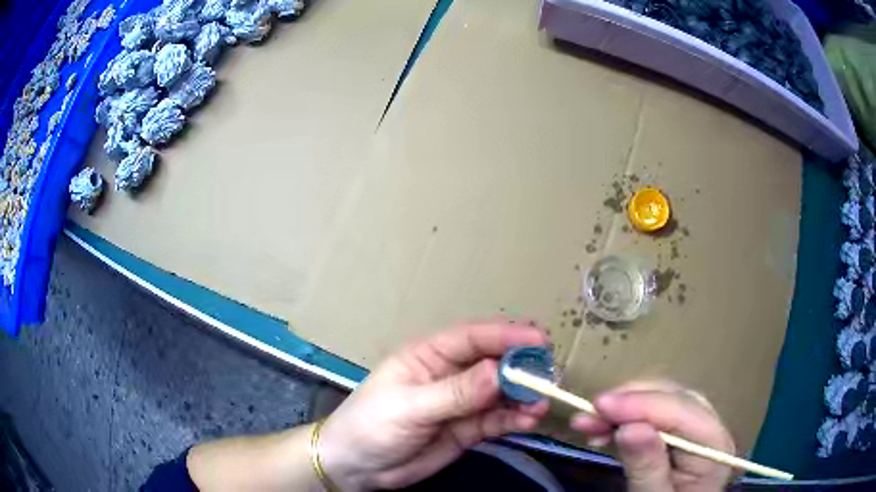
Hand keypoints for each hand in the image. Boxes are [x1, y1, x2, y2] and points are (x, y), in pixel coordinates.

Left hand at [318, 323, 549, 489]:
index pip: (472, 337)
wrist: (357, 467)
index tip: (538, 338)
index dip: (506, 334)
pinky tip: (527, 422)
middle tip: (548, 374)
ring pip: (500, 393)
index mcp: (429, 356)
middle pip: (493, 363)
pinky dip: (514, 419)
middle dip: (521, 366)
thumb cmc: (371, 426)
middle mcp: (449, 375)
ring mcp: (461, 403)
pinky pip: (497, 420)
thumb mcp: (410, 407)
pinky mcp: (468, 429)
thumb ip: (455, 393)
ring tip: (540, 404)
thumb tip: (499, 373)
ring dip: (522, 396)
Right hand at [571, 380, 734, 491]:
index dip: (640, 403)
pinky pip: (654, 415)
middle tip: (588, 413)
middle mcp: (710, 428)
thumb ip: (647, 468)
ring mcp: (697, 429)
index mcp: (714, 446)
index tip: (598, 404)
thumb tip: (629, 428)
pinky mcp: (680, 434)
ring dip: (623, 408)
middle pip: (673, 398)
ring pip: (662, 401)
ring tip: (587, 422)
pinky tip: (604, 431)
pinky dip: (626, 419)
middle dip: (629, 402)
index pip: (681, 411)